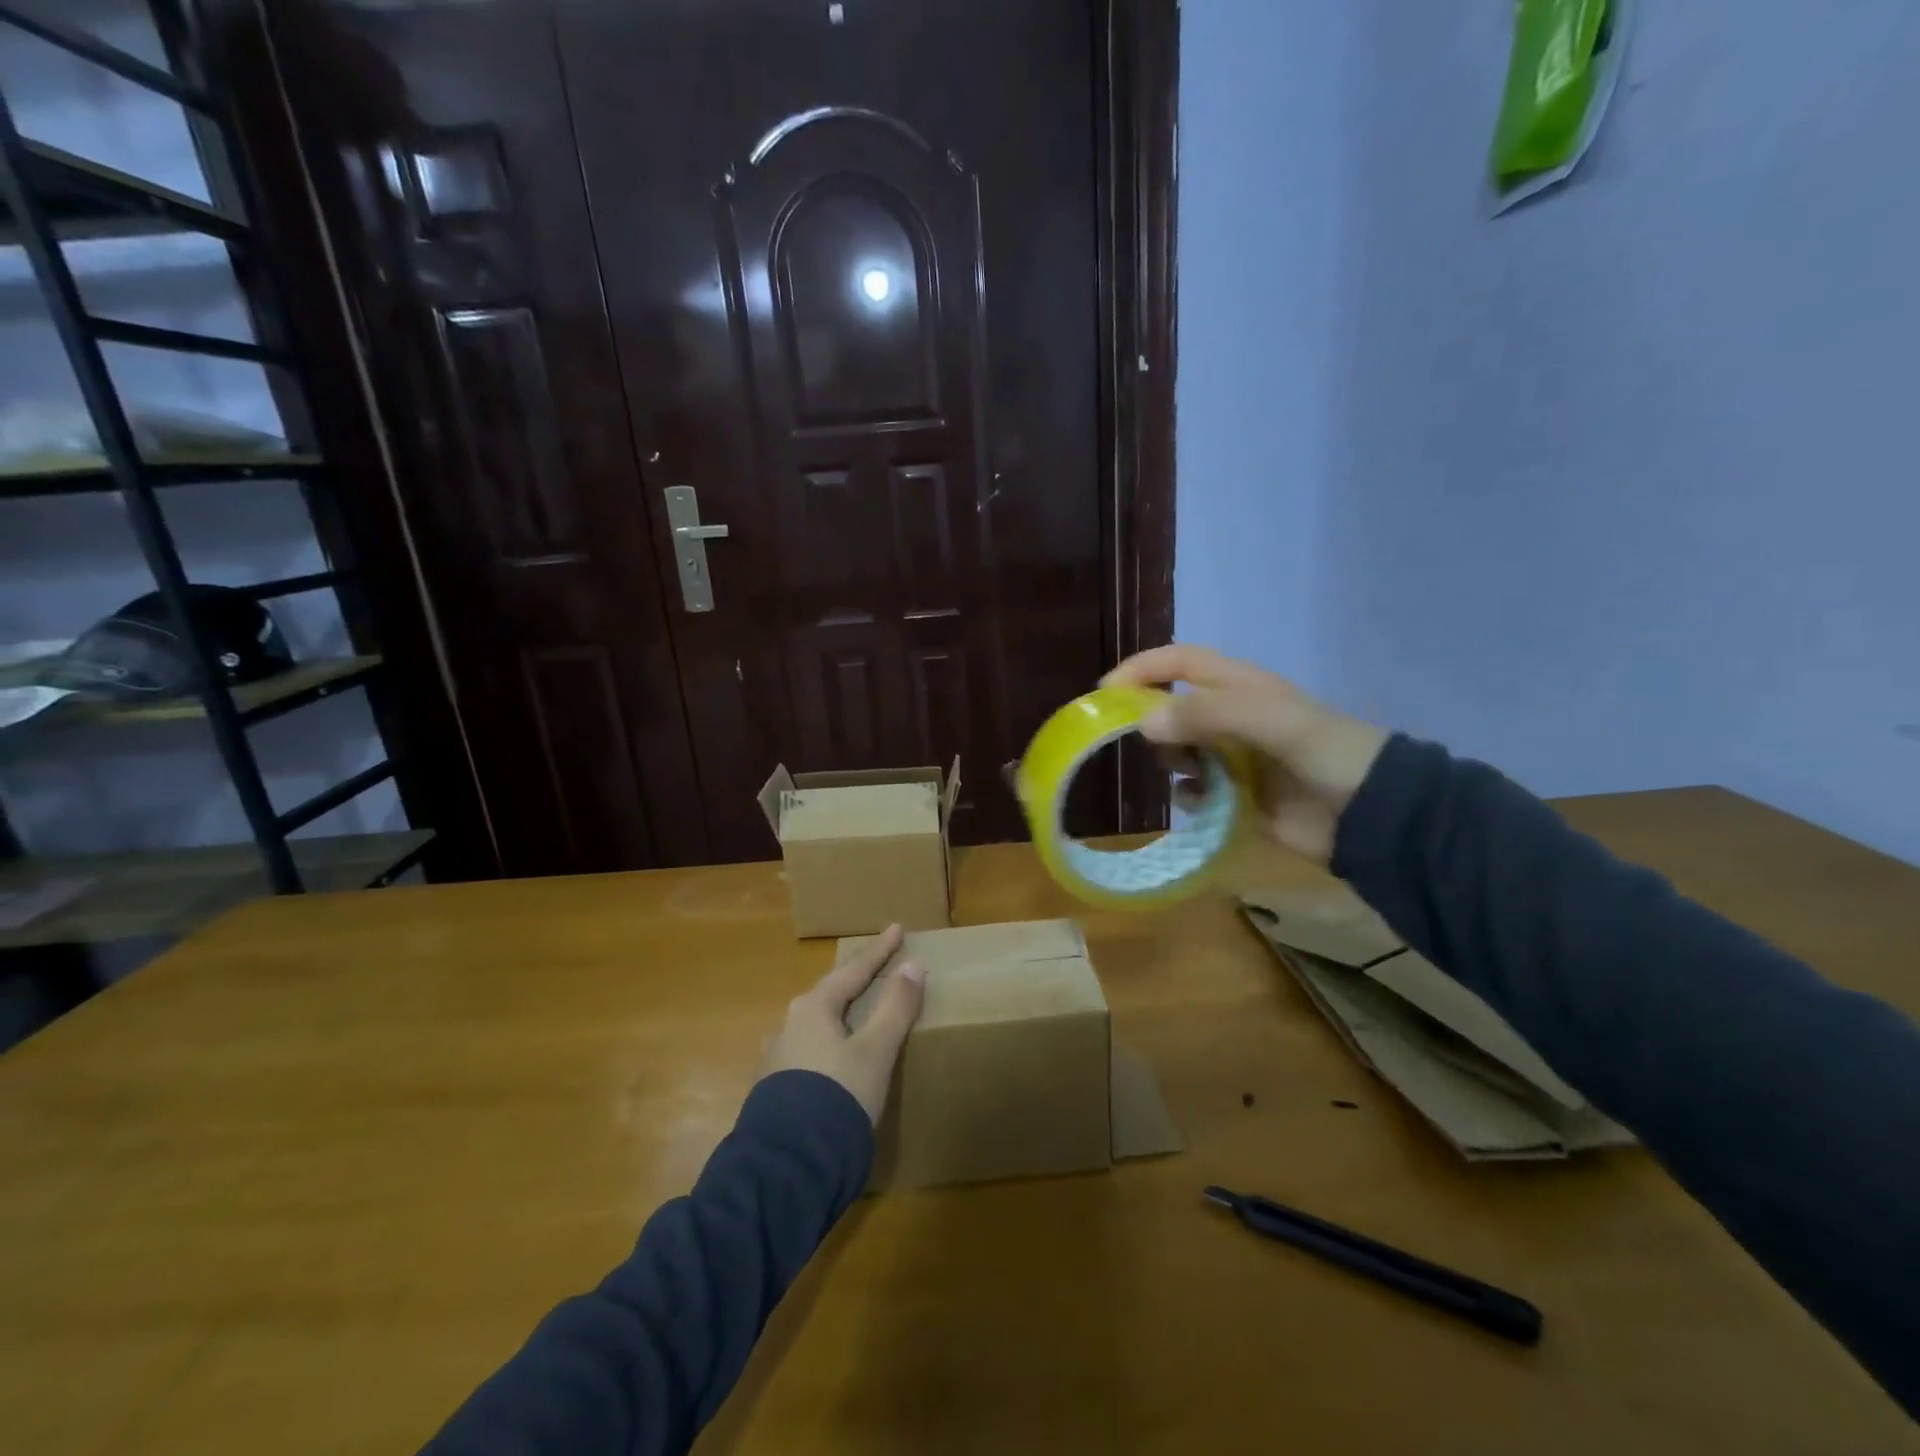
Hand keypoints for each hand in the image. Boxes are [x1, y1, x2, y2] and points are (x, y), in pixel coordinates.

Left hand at [761, 924, 924, 1123]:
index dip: (879, 951)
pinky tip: (834, 1054)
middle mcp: (788, 1024)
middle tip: (877, 966)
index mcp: (813, 1008)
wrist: (786, 1166)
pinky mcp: (773, 1087)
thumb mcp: (875, 1051)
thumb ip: (895, 1008)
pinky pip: (809, 1048)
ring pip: (816, 1021)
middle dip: (855, 979)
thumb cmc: (837, 1097)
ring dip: (840, 1011)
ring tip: (857, 1010)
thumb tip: (913, 966)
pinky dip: (829, 1040)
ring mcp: (776, 1056)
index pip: (854, 970)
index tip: (896, 928)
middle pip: (830, 992)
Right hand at [1102, 644, 1389, 865]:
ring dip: (1170, 759)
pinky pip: (1196, 791)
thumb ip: (1206, 715)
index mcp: (1242, 688)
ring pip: (1180, 750)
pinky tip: (1198, 802)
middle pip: (1173, 707)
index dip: (1142, 669)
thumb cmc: (1327, 753)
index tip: (1105, 693)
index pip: (1180, 663)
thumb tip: (1142, 724)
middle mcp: (1234, 718)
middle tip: (1135, 743)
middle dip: (1150, 720)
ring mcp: (1236, 759)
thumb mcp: (1270, 720)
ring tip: (1184, 774)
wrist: (1375, 815)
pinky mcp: (1238, 797)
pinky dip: (1188, 795)